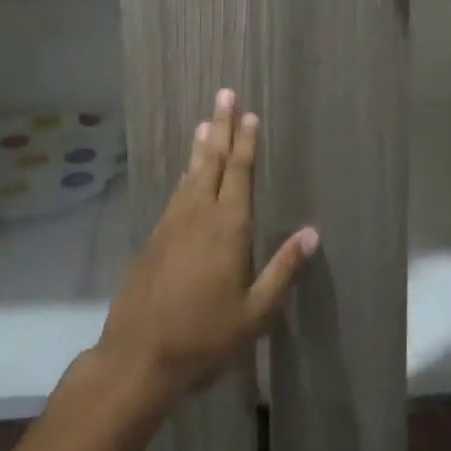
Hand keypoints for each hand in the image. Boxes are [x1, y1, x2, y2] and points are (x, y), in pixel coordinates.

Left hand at [94, 90, 316, 406]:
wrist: (138, 357)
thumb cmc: (204, 337)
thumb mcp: (255, 313)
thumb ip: (283, 270)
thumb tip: (312, 233)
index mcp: (227, 227)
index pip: (239, 172)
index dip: (245, 142)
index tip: (249, 114)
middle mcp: (198, 214)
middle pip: (212, 160)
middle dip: (221, 126)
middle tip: (224, 93)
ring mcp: (171, 223)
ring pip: (190, 173)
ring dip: (200, 146)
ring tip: (205, 122)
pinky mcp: (153, 237)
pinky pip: (175, 193)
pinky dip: (184, 175)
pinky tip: (186, 174)